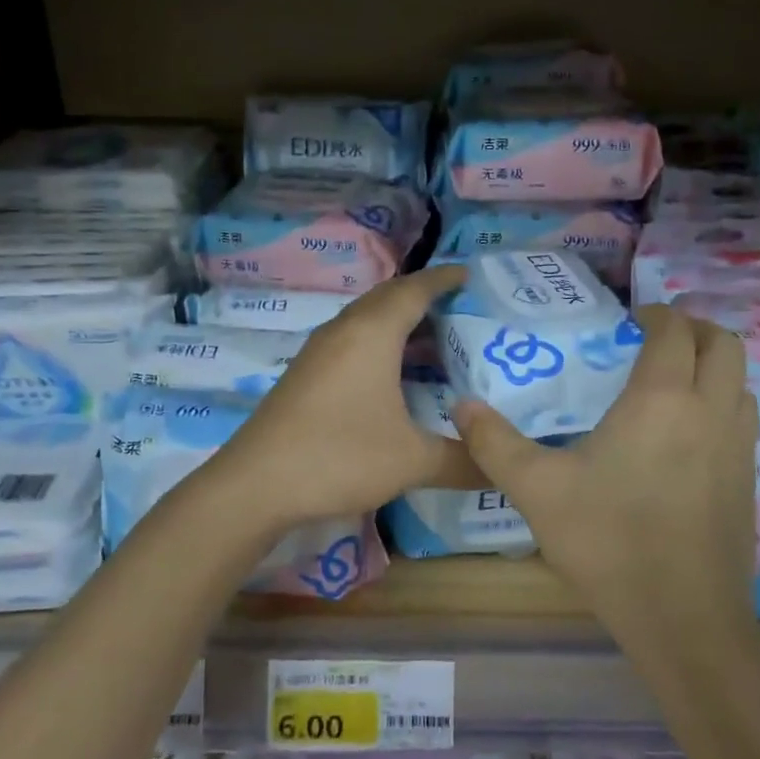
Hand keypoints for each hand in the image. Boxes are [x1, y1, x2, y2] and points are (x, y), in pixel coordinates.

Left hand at [199, 264, 483, 528]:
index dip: (444, 279)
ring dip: (399, 319)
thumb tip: (504, 468)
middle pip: (388, 296)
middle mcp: (344, 330)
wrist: (255, 484)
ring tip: (434, 336)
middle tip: (459, 305)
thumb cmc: (338, 456)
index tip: (469, 274)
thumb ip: (463, 462)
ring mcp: (319, 351)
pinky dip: (379, 340)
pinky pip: (352, 339)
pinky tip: (392, 371)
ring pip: (366, 318)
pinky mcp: (306, 373)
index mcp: (372, 334)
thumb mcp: (411, 461)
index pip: (415, 289)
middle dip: (423, 294)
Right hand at [450, 303, 759, 650]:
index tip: (631, 320)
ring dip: (713, 367)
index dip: (656, 314)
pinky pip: (744, 420)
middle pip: (723, 344)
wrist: (684, 620)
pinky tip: (688, 436)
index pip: (674, 331)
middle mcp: (710, 411)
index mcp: (662, 399)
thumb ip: (495, 443)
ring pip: (741, 382)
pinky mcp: (749, 481)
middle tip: (657, 340)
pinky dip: (724, 404)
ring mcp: (738, 447)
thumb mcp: (537, 491)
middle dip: (694, 329)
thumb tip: (462, 405)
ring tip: (675, 381)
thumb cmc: (609, 542)